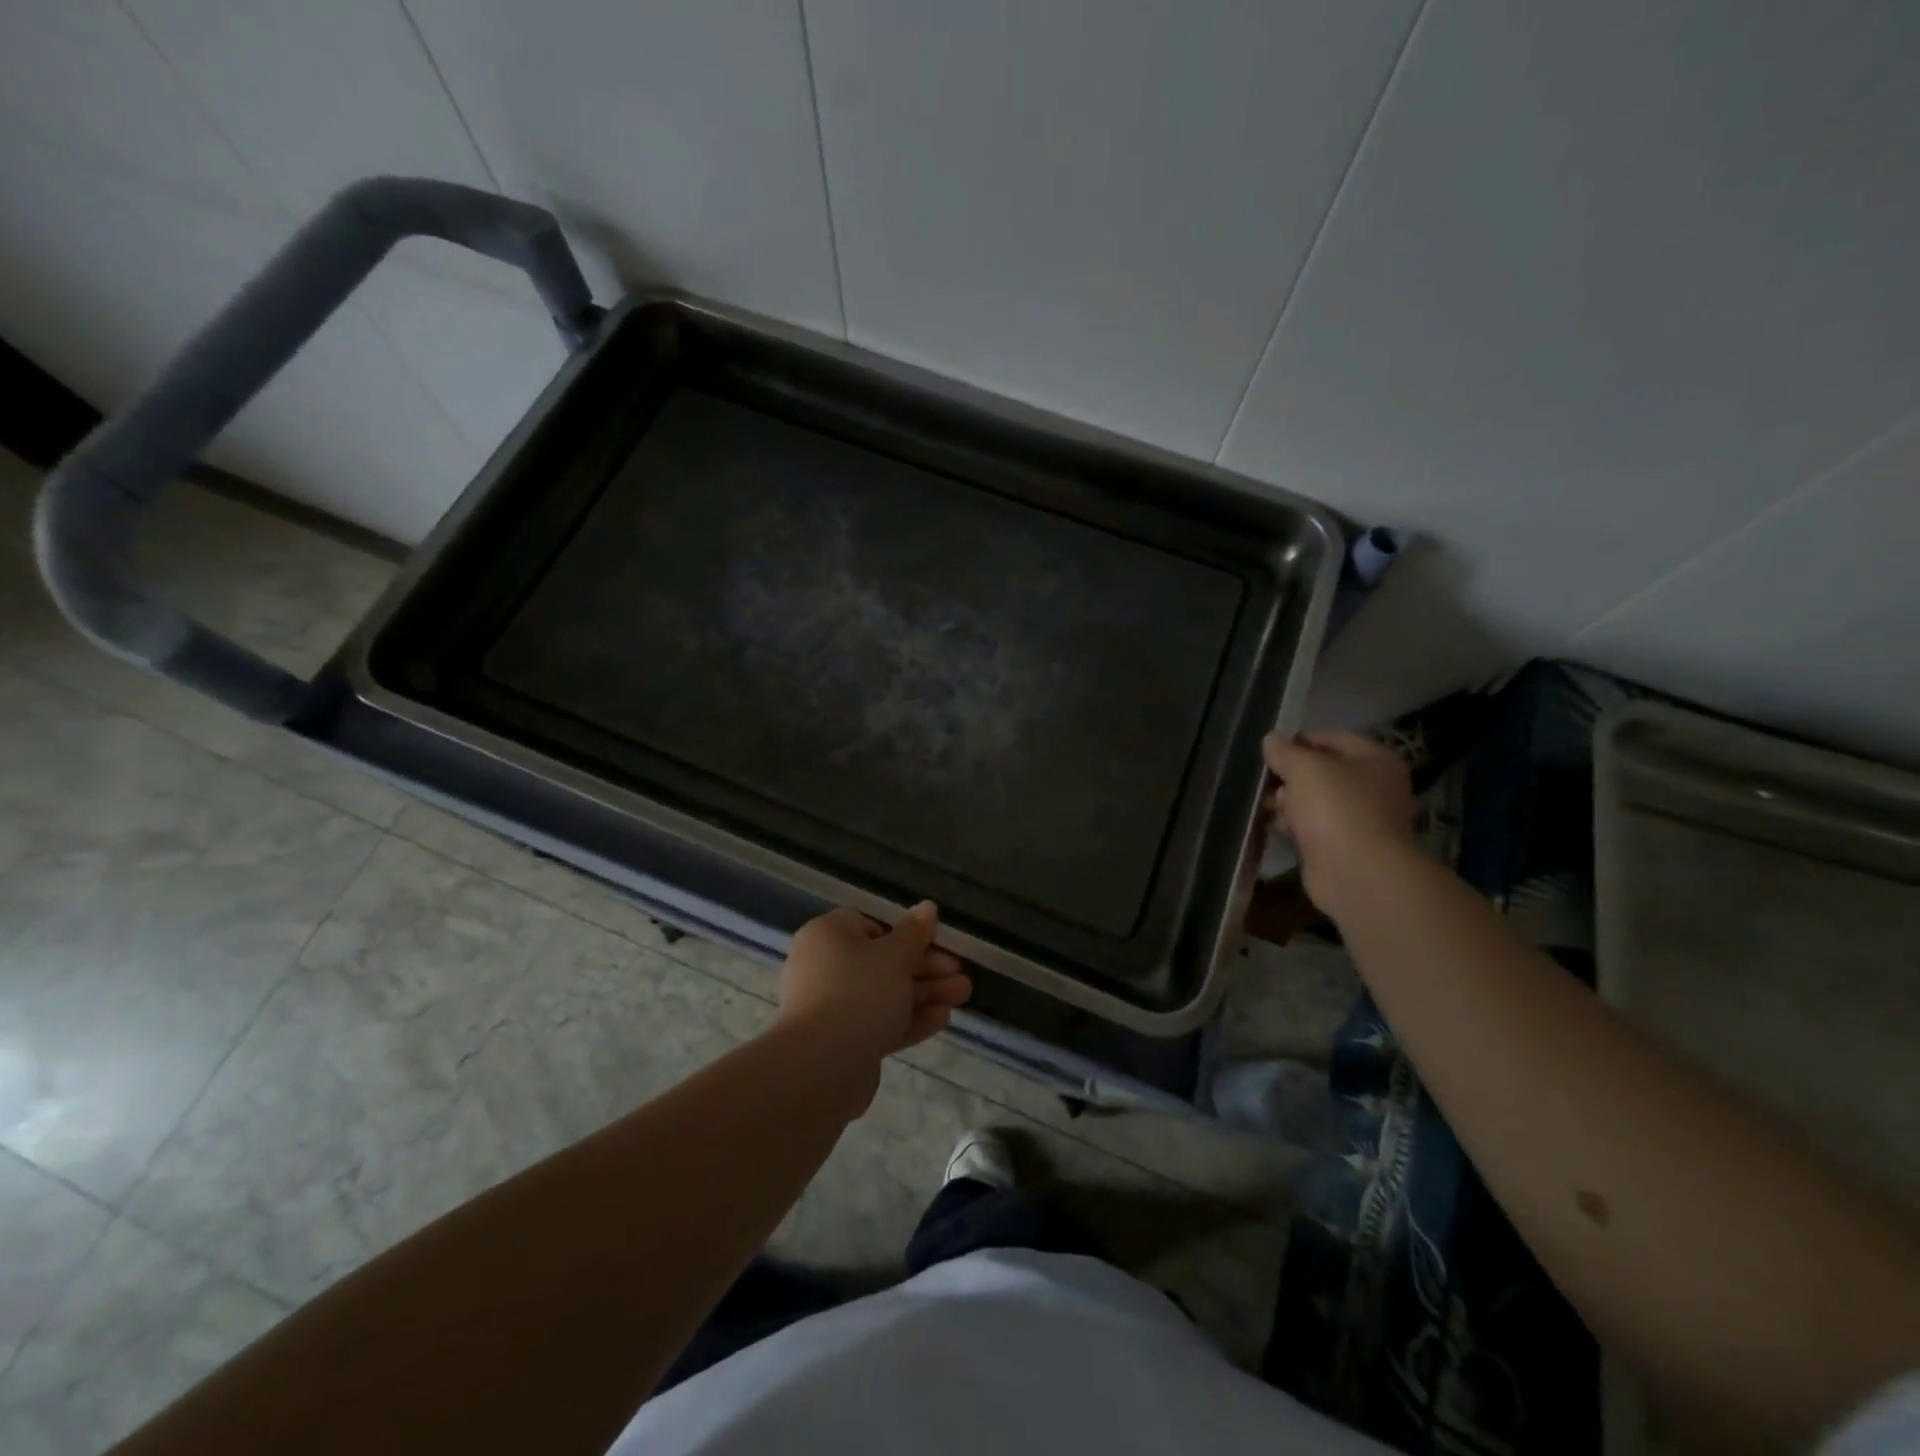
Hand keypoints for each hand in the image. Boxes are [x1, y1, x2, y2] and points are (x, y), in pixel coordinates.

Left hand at [776, 903, 971, 1111]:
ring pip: (886, 995)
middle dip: (926, 968)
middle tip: (961, 973)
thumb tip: (927, 907)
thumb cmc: (858, 992)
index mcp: (828, 936)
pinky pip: (880, 1023)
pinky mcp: (843, 1042)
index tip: (939, 942)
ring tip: (963, 995)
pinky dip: (909, 1019)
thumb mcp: (894, 956)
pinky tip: (942, 1019)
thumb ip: (914, 933)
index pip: (872, 925)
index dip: (907, 933)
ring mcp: (833, 1008)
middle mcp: (826, 967)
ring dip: (925, 994)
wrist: (821, 1067)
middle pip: (883, 962)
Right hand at [1263, 732, 1416, 915]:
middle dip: (1290, 775)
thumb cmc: (1336, 808)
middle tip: (1264, 780)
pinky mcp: (1343, 847)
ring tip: (1265, 804)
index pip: (1333, 739)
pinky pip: (1313, 827)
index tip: (1269, 750)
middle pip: (1323, 771)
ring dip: (1289, 802)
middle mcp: (1373, 787)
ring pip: (1315, 801)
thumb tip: (1271, 740)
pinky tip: (1275, 826)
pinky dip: (1295, 826)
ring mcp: (1360, 819)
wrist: (1357, 873)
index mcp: (1375, 760)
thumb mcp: (1305, 768)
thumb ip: (1285, 752)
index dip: (1299, 741)